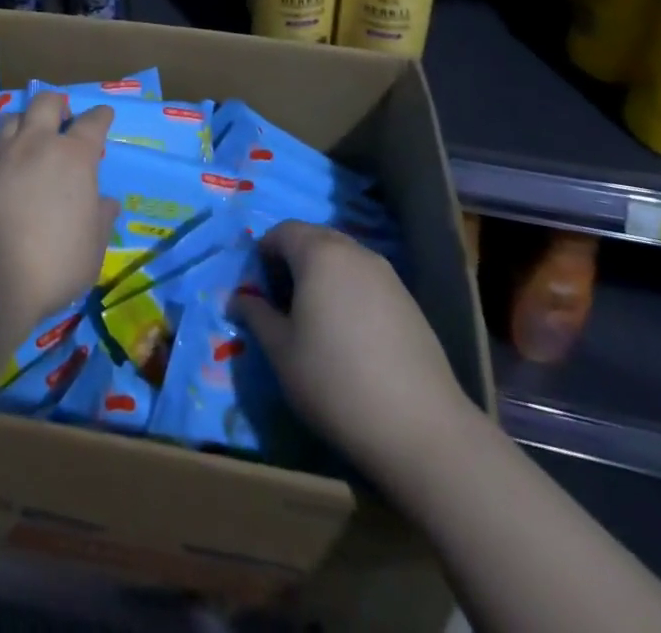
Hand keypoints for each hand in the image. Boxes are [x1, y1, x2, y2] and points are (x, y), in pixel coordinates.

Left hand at [0, 92, 117, 330]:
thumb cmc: (52, 263)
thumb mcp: (92, 249)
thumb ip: (101, 220)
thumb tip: (106, 203)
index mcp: (74, 157)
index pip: (93, 122)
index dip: (100, 116)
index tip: (104, 114)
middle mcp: (36, 143)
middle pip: (46, 103)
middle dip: (57, 105)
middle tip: (61, 120)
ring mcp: (1, 153)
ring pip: (12, 117)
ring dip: (24, 123)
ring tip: (27, 140)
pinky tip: (0, 170)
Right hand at [233, 220, 475, 476]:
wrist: (421, 429)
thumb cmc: (336, 382)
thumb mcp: (281, 352)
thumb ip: (256, 316)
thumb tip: (239, 299)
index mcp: (319, 253)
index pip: (282, 232)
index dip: (263, 255)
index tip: (258, 293)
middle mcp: (354, 251)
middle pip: (314, 239)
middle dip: (292, 262)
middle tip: (283, 306)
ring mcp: (387, 274)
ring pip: (342, 259)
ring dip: (321, 277)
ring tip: (316, 322)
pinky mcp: (409, 301)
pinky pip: (366, 280)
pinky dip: (349, 293)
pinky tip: (351, 338)